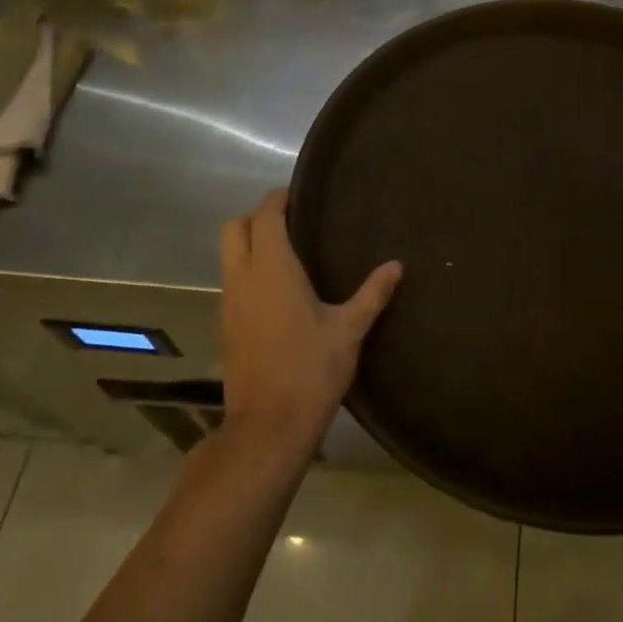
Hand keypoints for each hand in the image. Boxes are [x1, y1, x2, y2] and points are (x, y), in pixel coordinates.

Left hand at [219, 190, 402, 459]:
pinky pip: (231, 282)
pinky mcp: (226, 326)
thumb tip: (396, 266)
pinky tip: (278, 291)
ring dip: (250, 244)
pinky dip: (248, 271)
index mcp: (272, 270)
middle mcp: (242, 278)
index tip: (299, 195)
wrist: (268, 427)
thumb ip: (372, 294)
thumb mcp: (349, 330)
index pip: (264, 216)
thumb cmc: (311, 371)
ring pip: (228, 256)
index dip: (278, 199)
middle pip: (233, 228)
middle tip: (292, 223)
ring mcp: (229, 303)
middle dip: (257, 217)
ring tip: (289, 253)